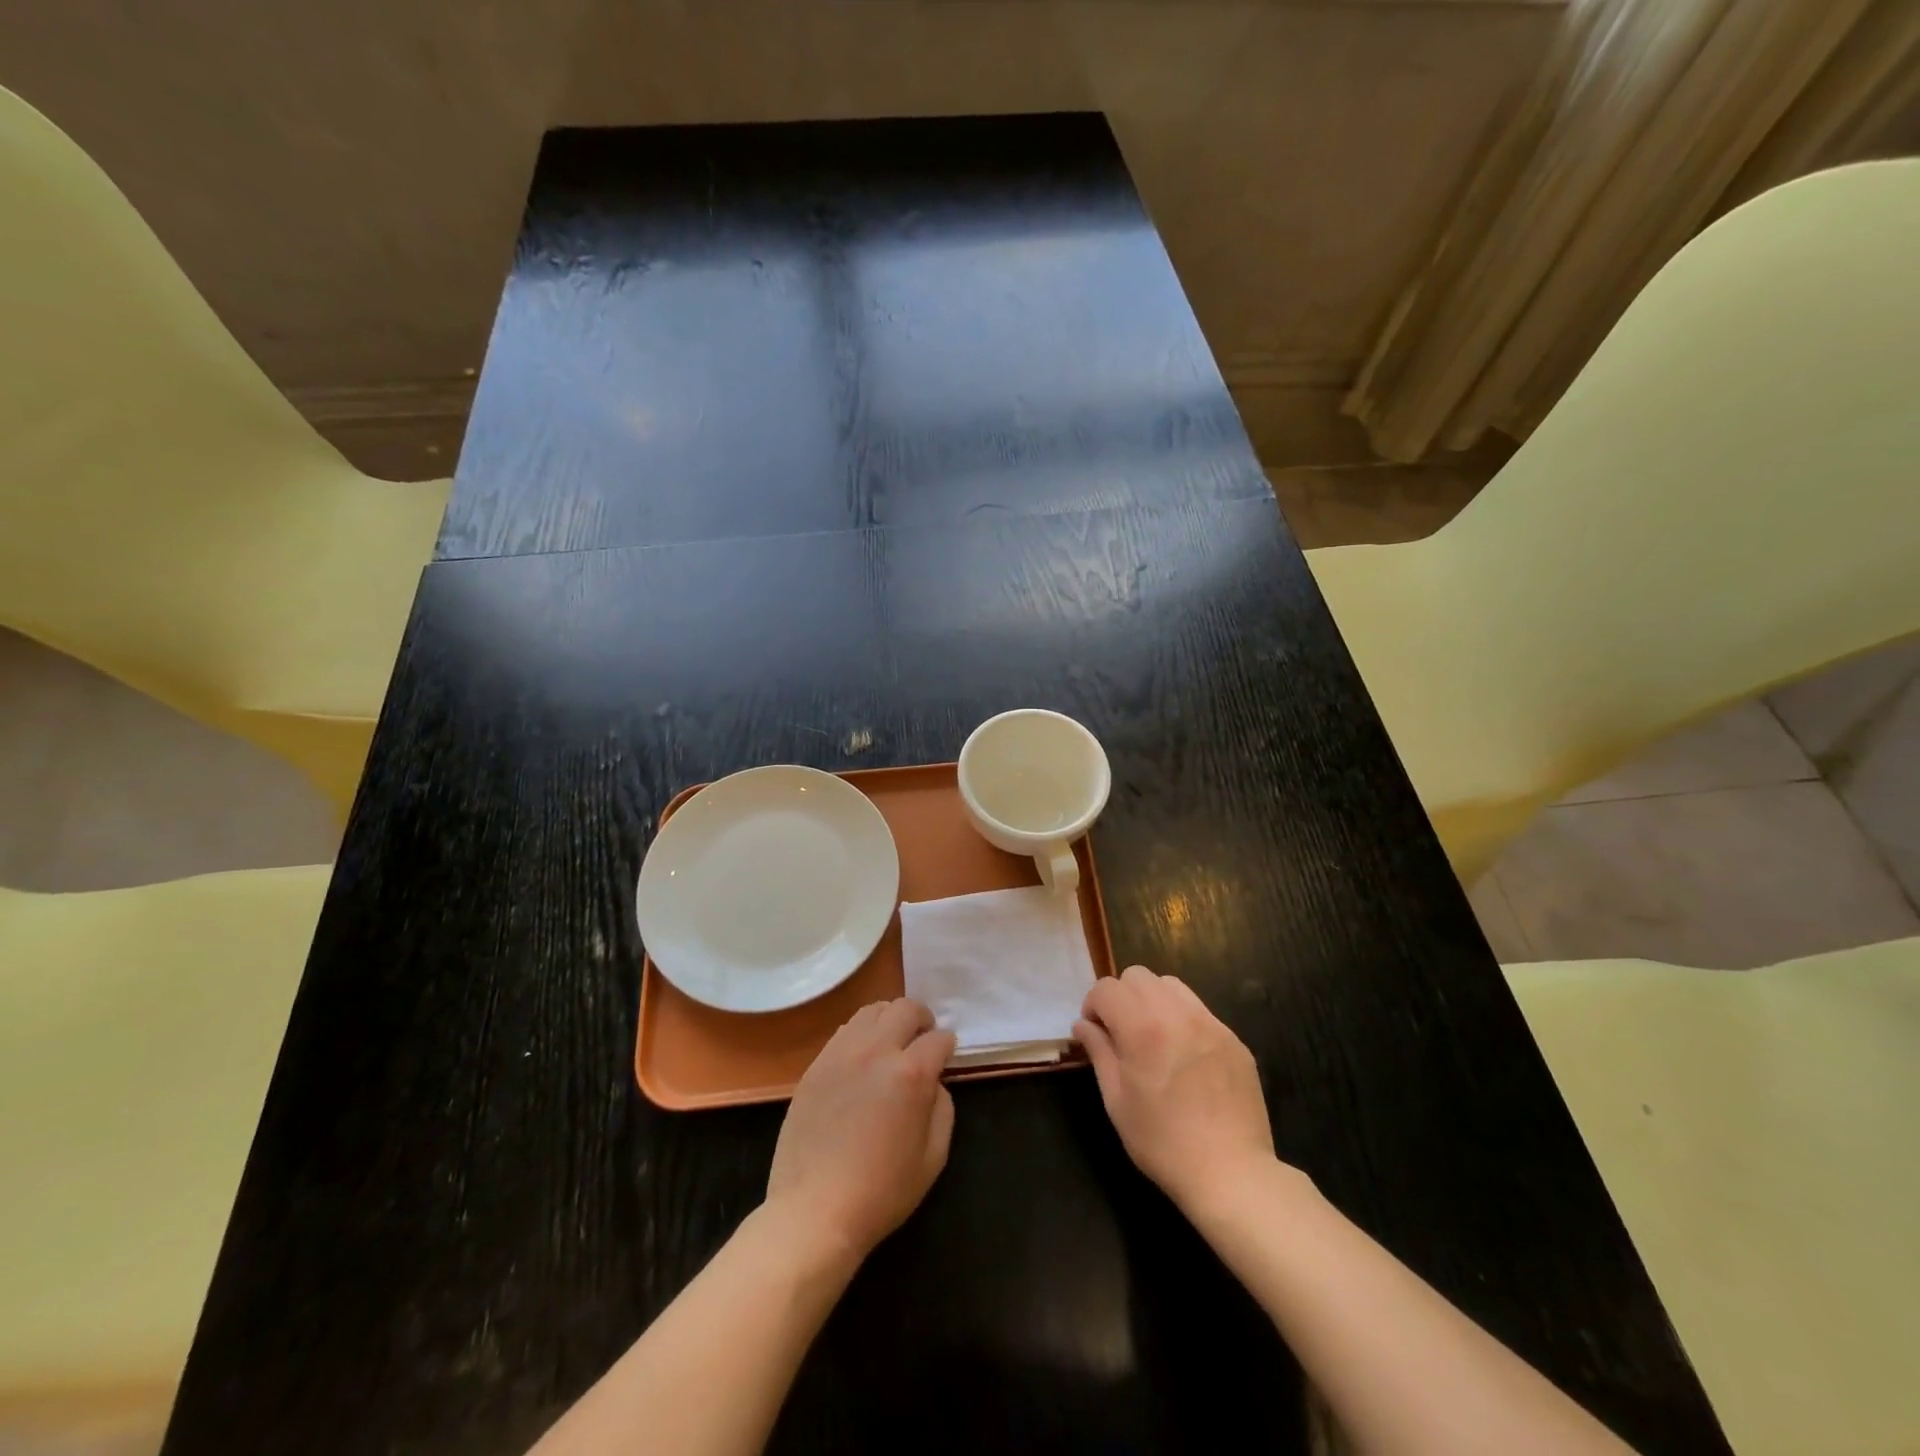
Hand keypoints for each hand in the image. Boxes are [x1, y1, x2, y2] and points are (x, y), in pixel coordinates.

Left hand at [765, 998, 956, 1261]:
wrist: (814, 1211)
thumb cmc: (881, 1192)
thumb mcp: (933, 1158)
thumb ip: (942, 1108)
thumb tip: (933, 1082)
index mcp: (910, 1073)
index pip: (939, 1038)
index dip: (948, 1046)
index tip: (946, 1057)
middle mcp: (876, 1051)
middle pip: (905, 1008)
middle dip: (922, 1019)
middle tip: (923, 1039)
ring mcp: (841, 1053)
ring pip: (872, 1011)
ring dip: (890, 1019)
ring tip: (892, 1043)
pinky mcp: (816, 1064)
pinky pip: (845, 1031)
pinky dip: (862, 1034)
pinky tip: (863, 1059)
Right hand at [1075, 965, 1277, 1214]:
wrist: (1231, 1173)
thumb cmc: (1163, 1142)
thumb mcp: (1116, 1100)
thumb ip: (1098, 1052)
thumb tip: (1083, 1025)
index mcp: (1142, 1028)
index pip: (1107, 988)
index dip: (1093, 1005)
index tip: (1095, 1032)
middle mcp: (1177, 1014)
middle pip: (1138, 976)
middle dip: (1121, 996)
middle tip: (1121, 1032)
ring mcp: (1210, 1023)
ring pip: (1170, 985)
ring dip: (1152, 1000)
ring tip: (1153, 1036)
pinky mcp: (1233, 1038)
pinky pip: (1199, 1010)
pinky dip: (1182, 1018)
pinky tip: (1184, 1055)